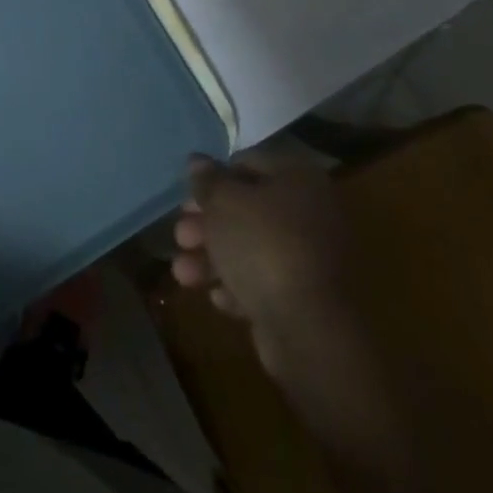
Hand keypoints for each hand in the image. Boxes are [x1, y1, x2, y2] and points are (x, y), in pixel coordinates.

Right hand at [171, 150, 356, 374]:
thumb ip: (208, 179)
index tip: (188, 195)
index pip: (248, 162)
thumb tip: (198, 161)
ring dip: (212, 257)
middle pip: (247, 208)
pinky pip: (265, 282)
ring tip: (182, 273)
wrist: (309, 331)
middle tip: (180, 235)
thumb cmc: (263, 247)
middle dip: (207, 223)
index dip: (214, 177)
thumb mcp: (223, 202)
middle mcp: (311, 212)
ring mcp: (312, 258)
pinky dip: (238, 287)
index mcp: (298, 178)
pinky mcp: (306, 298)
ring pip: (251, 247)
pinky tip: (218, 298)